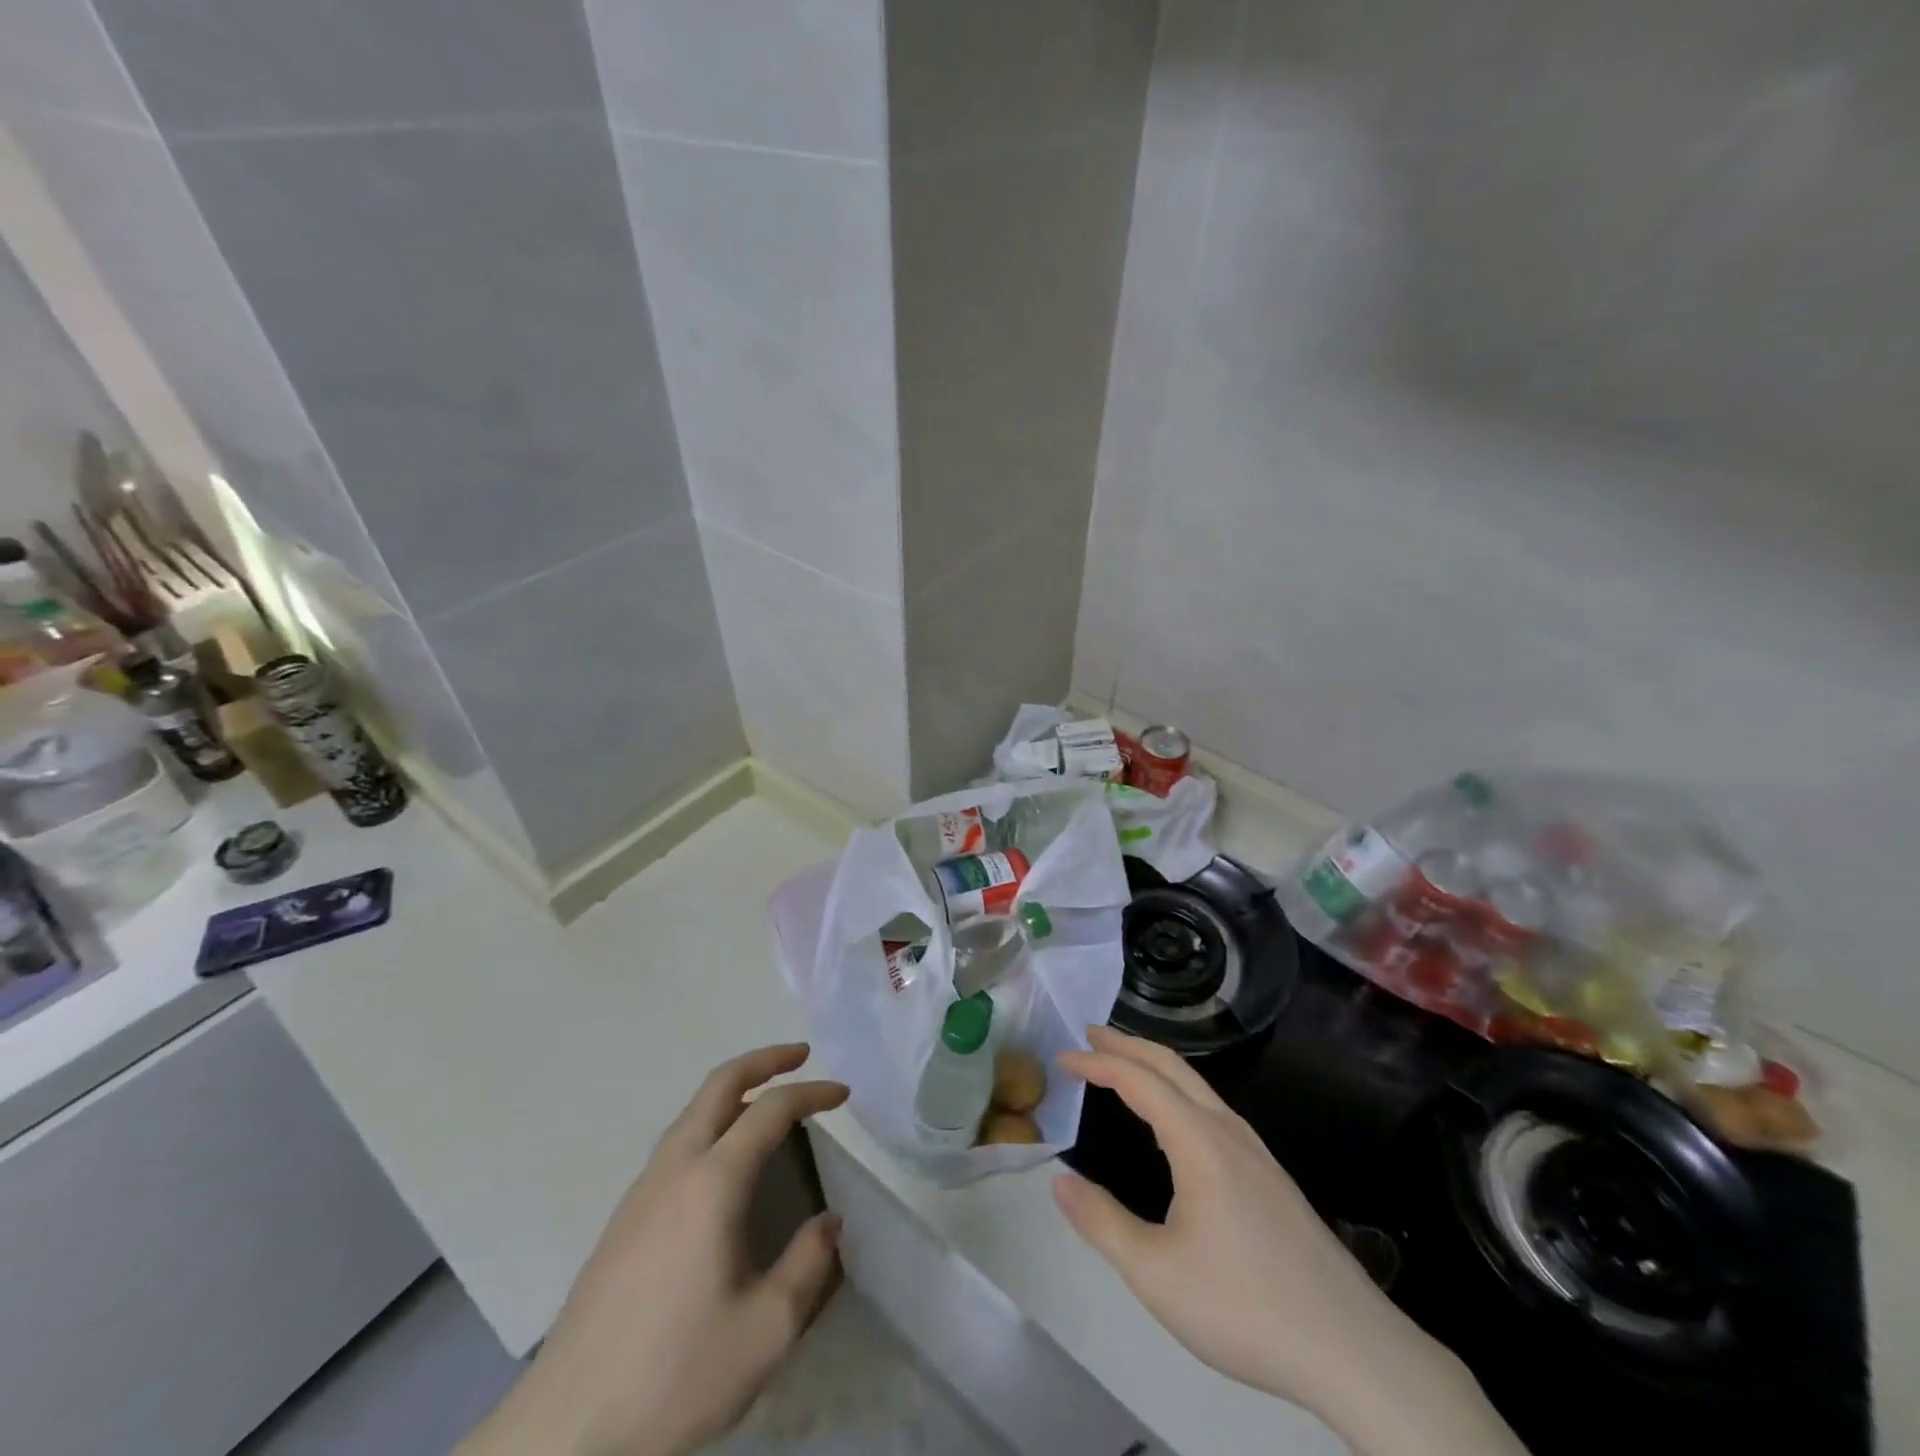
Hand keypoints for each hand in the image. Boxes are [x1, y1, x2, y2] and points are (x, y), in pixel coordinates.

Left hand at [462, 1044, 849, 1455]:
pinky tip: (723, 1160)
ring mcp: (642, 1190)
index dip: (812, 1093)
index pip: (771, 1110)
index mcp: (713, 1182)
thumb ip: (808, 1265)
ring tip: (767, 1101)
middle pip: (720, 1084)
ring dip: (734, 1089)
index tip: (844, 1095)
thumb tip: (828, 1223)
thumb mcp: (766, 1330)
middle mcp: (675, 1168)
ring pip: (693, 1110)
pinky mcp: (624, 1217)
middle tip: (801, 1055)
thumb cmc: (675, 1373)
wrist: (566, 1430)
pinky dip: (712, 1120)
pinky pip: (677, 1141)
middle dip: (764, 1060)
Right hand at [1054, 1027, 1526, 1455]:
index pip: (1138, 1080)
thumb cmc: (1246, 1307)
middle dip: (1128, 1043)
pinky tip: (1175, 1123)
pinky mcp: (1271, 1177)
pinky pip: (1213, 1109)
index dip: (1097, 1062)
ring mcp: (1256, 1152)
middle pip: (1172, 1066)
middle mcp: (1228, 1131)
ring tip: (1124, 1066)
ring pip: (1197, 1085)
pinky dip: (1178, 1091)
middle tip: (1089, 1032)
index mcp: (1199, 1141)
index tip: (1063, 1055)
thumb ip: (1101, 1223)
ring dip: (1155, 1065)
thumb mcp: (1156, 1274)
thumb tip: (1059, 1180)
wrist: (1355, 1351)